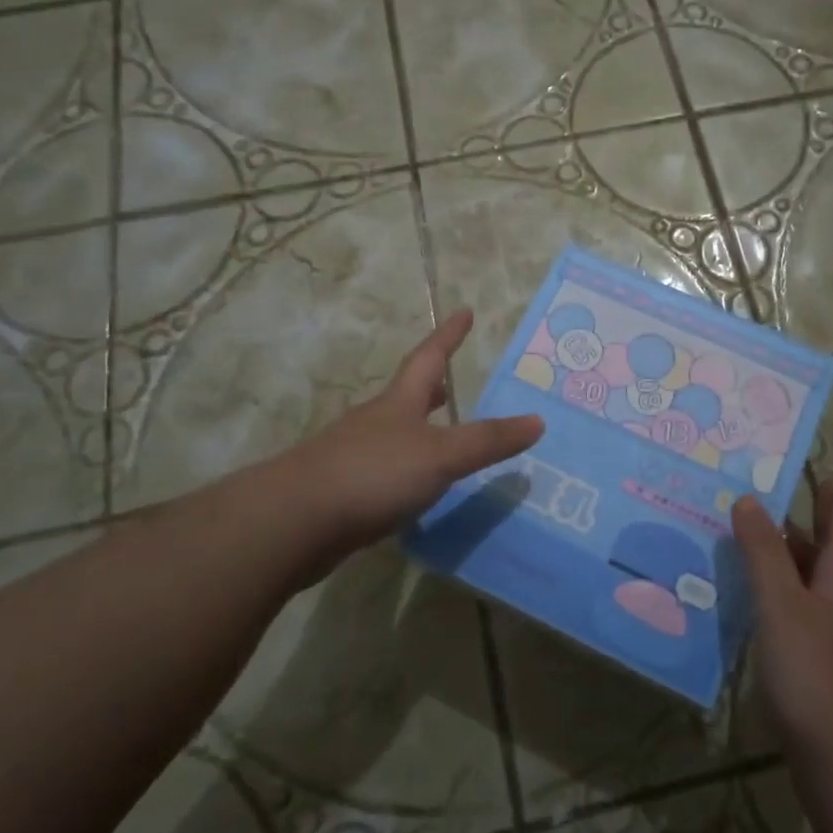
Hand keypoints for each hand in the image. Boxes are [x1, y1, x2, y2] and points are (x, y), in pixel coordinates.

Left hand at [276, 310, 543, 582]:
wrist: (294, 521)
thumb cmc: (373, 473)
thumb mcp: (441, 455)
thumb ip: (488, 440)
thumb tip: (538, 421)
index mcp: (399, 404)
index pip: (428, 358)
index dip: (448, 335)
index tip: (463, 311)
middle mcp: (374, 422)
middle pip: (406, 395)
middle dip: (430, 387)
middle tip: (451, 383)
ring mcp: (352, 456)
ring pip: (393, 435)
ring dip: (417, 431)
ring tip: (441, 440)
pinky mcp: (341, 492)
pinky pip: (382, 472)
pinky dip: (403, 472)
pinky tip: (413, 492)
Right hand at [732, 426, 832, 763]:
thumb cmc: (818, 677)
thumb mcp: (784, 607)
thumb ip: (763, 554)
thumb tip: (748, 500)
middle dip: (826, 500)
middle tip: (805, 468)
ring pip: (813, 567)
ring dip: (792, 540)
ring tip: (756, 517)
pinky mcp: (818, 654)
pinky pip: (797, 598)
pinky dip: (777, 580)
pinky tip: (748, 585)